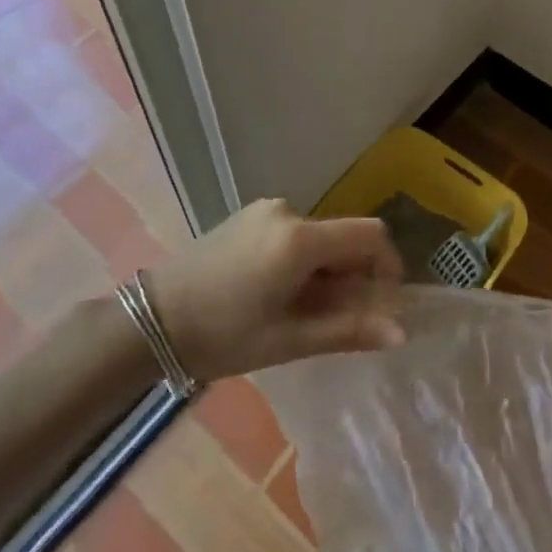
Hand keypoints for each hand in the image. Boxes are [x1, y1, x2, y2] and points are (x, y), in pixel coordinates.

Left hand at [147, 198, 404, 380]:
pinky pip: (292, 234)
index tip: (383, 302)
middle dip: (351, 275)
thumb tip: (399, 331)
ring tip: (301, 313)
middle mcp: (288, 211)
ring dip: (324, 270)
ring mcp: (264, 211)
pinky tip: (276, 294)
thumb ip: (347, 330)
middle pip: (342, 237)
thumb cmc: (222, 335)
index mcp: (301, 238)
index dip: (388, 264)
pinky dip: (300, 260)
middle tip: (337, 320)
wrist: (152, 319)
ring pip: (317, 238)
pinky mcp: (247, 217)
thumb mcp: (288, 340)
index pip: (370, 234)